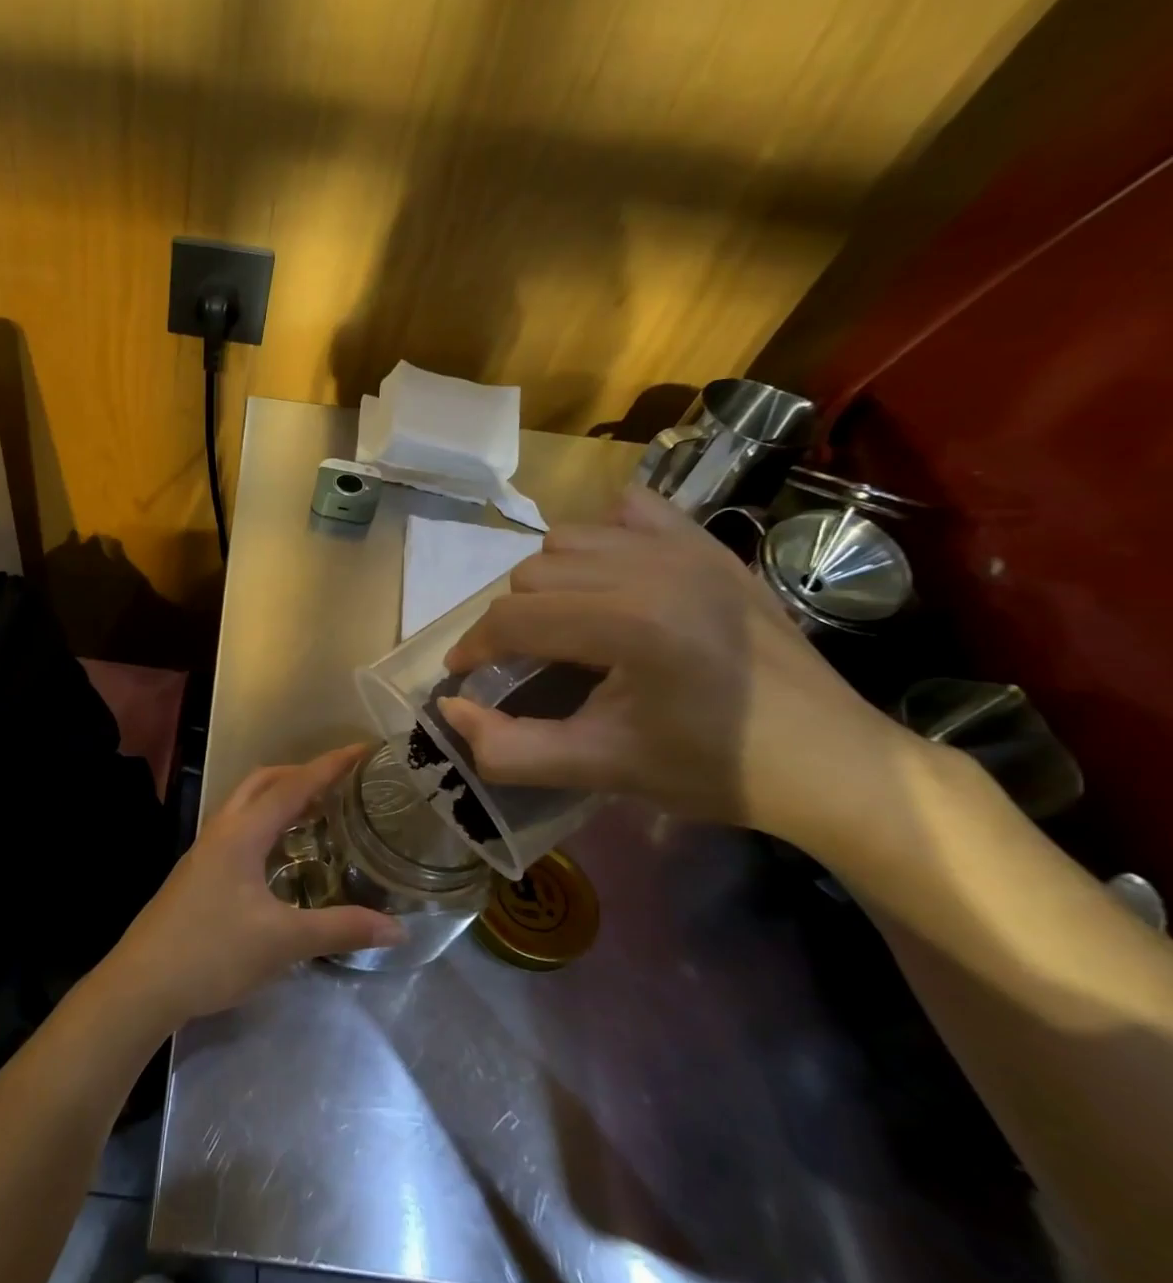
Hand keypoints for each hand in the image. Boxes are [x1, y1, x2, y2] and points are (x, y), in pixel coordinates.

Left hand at [96, 746, 404, 1033]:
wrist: (143, 983)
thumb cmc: (212, 952)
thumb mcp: (282, 941)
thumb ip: (341, 929)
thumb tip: (398, 928)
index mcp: (242, 833)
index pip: (293, 785)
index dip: (330, 766)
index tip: (363, 750)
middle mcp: (222, 829)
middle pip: (263, 781)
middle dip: (302, 773)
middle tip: (341, 783)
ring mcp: (206, 849)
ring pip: (247, 803)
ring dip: (281, 796)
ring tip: (319, 812)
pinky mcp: (199, 871)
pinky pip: (240, 827)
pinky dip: (267, 822)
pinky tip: (282, 853)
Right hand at [439, 486, 911, 843]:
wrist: (833, 764)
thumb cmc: (714, 771)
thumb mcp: (601, 770)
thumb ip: (510, 748)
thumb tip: (450, 708)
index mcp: (631, 626)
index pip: (514, 618)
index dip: (473, 648)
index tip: (464, 676)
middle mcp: (654, 569)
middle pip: (533, 573)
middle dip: (511, 620)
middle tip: (521, 663)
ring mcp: (688, 549)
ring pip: (569, 539)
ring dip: (549, 581)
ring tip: (564, 625)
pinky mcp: (711, 545)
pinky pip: (630, 511)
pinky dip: (602, 537)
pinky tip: (609, 579)